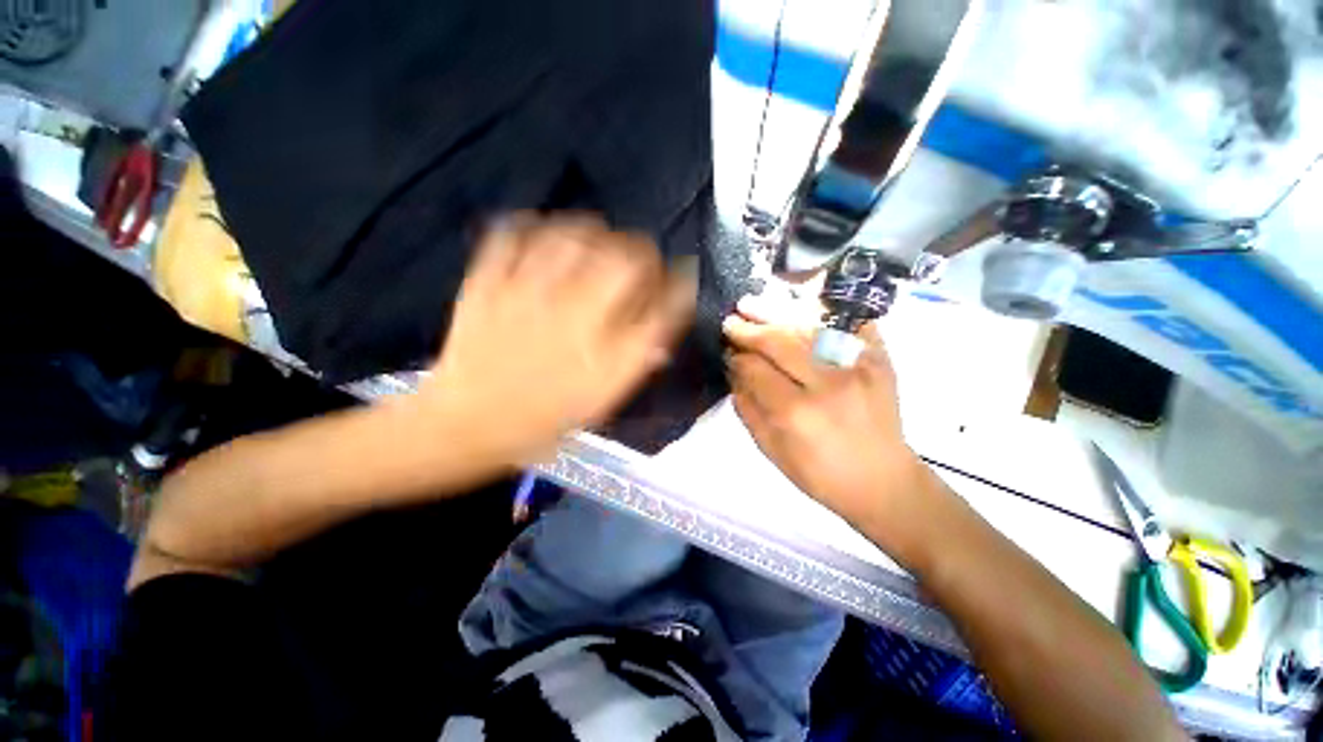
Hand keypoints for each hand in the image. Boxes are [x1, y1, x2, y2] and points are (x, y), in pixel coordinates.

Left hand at [418, 214, 696, 464]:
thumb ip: (629, 363)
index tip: (672, 276)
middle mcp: (574, 315)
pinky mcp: (489, 280)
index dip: (675, 282)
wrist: (464, 424)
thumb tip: (657, 331)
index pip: (662, 303)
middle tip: (634, 255)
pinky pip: (512, 235)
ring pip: (572, 236)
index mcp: (605, 354)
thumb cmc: (534, 424)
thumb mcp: (594, 405)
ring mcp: (528, 292)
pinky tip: (538, 229)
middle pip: (624, 258)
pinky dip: (529, 225)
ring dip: (590, 231)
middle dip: (639, 249)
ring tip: (592, 237)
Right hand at [723, 293, 928, 531]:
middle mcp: (827, 383)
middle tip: (733, 321)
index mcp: (796, 414)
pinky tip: (804, 305)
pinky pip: (849, 323)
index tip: (728, 351)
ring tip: (756, 305)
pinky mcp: (878, 359)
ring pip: (810, 327)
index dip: (737, 358)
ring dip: (780, 314)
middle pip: (780, 341)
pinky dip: (826, 311)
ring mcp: (856, 366)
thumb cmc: (823, 477)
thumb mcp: (775, 455)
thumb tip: (733, 373)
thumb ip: (750, 412)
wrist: (881, 479)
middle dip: (751, 329)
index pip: (756, 370)